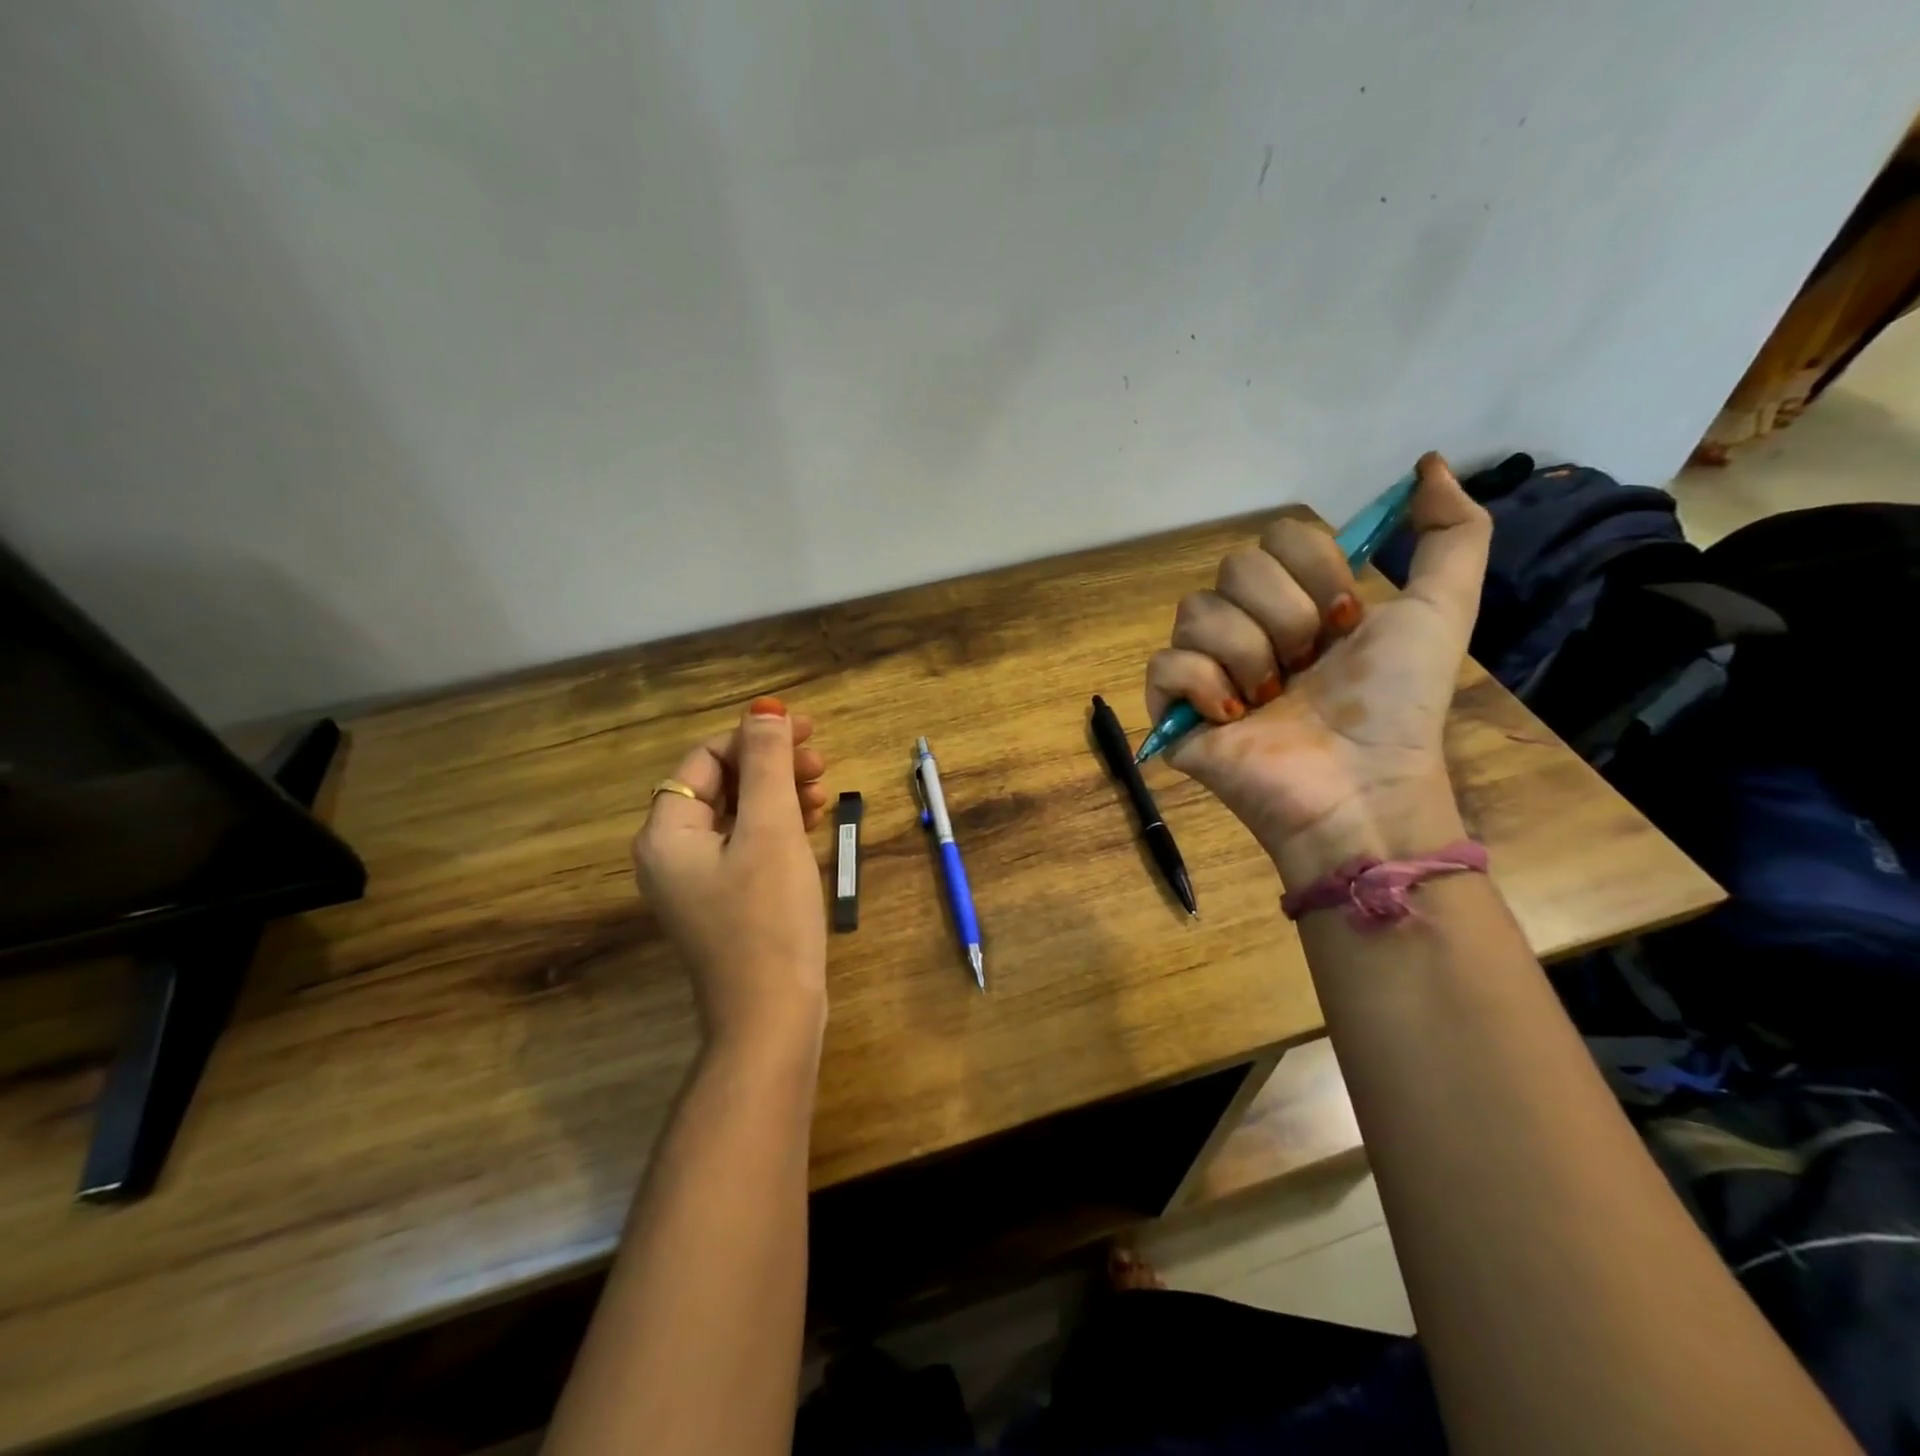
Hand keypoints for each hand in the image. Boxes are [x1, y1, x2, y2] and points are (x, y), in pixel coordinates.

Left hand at [633, 698, 830, 1052]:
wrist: (772, 1016)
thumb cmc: (768, 917)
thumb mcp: (770, 830)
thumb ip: (767, 765)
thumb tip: (764, 710)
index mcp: (667, 833)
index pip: (706, 760)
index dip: (754, 738)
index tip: (807, 730)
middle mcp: (672, 854)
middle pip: (722, 786)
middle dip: (771, 766)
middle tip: (821, 760)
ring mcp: (699, 881)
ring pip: (739, 815)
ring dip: (780, 794)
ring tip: (824, 790)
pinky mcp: (726, 901)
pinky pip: (748, 845)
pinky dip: (779, 826)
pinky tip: (814, 821)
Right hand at [1145, 453, 1490, 876]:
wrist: (1360, 785)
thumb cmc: (1397, 705)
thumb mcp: (1441, 611)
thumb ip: (1452, 534)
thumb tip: (1425, 464)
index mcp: (1299, 601)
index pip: (1277, 536)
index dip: (1315, 570)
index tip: (1347, 622)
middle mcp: (1248, 626)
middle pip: (1233, 568)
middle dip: (1284, 616)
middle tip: (1308, 667)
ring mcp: (1207, 669)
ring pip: (1195, 613)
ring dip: (1248, 656)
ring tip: (1271, 702)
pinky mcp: (1174, 710)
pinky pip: (1164, 664)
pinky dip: (1201, 684)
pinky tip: (1232, 718)